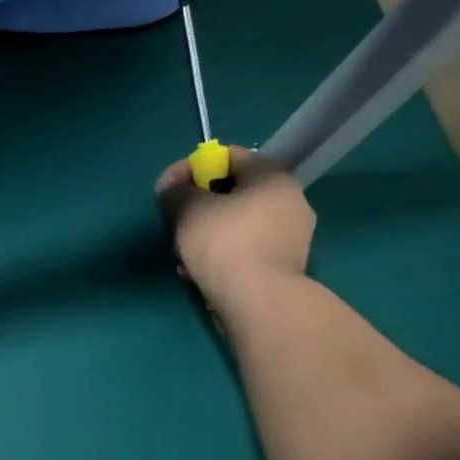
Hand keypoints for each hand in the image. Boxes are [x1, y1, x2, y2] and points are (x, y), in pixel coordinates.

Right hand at [155, 145, 314, 301]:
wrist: (259, 302)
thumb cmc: (224, 244)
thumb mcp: (188, 211)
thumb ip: (175, 192)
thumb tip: (172, 190)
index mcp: (272, 177)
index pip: (229, 156)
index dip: (191, 168)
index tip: (167, 189)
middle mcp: (290, 200)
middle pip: (234, 192)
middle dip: (198, 206)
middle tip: (174, 223)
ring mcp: (291, 236)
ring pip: (238, 224)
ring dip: (207, 233)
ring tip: (183, 254)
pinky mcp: (285, 266)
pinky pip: (246, 249)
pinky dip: (222, 255)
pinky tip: (200, 272)